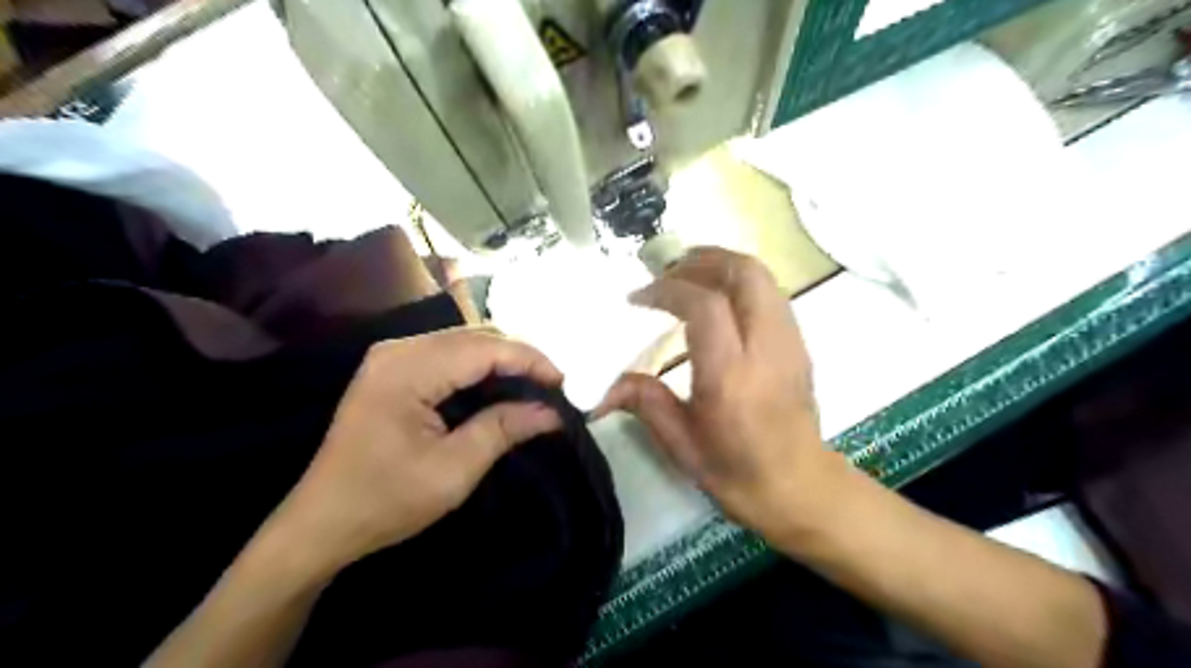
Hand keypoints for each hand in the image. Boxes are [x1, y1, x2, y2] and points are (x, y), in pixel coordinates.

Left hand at [278, 328, 564, 567]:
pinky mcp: (394, 369)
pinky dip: (481, 368)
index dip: (530, 359)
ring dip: (503, 360)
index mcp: (406, 369)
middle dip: (519, 357)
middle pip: (474, 337)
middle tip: (554, 386)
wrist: (321, 523)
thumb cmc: (385, 501)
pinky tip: (501, 386)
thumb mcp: (453, 471)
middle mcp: (398, 349)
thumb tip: (552, 412)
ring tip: (535, 386)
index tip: (565, 382)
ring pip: (464, 342)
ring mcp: (393, 356)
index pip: (483, 348)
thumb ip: (504, 430)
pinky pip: (449, 355)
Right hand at [601, 247, 851, 544]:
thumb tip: (602, 387)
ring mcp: (790, 342)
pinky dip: (739, 282)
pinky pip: (770, 293)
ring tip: (687, 277)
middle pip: (744, 273)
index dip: (667, 289)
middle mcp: (766, 348)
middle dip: (701, 260)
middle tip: (667, 272)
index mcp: (731, 376)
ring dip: (721, 266)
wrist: (801, 487)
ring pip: (762, 276)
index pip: (704, 305)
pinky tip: (716, 301)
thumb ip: (643, 402)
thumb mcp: (681, 444)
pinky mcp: (799, 343)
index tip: (638, 298)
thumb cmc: (737, 472)